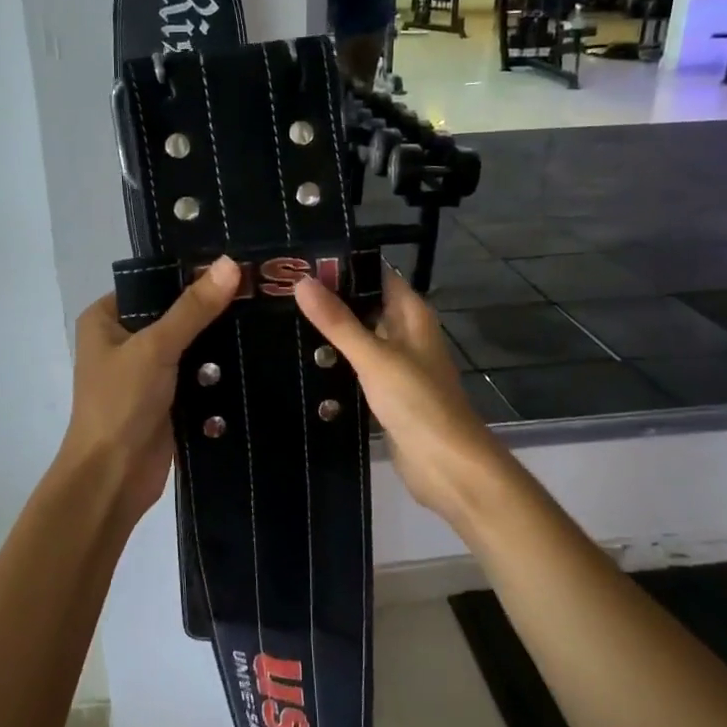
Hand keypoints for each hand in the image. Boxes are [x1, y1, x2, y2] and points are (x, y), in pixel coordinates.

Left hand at [60, 257, 241, 525]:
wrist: (113, 477)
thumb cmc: (121, 403)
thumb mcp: (156, 347)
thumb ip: (193, 308)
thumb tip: (230, 263)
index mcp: (106, 318)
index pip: (153, 283)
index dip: (191, 273)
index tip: (237, 263)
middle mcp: (124, 340)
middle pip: (175, 314)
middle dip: (212, 308)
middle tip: (262, 289)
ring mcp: (147, 372)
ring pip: (190, 346)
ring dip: (220, 340)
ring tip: (269, 315)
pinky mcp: (168, 400)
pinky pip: (199, 375)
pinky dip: (221, 370)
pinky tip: (258, 353)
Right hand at [293, 266, 506, 525]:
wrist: (446, 464)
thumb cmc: (417, 402)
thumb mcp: (374, 357)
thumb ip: (338, 322)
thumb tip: (302, 281)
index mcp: (411, 315)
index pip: (376, 275)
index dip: (343, 266)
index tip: (300, 261)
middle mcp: (406, 334)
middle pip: (365, 306)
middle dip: (330, 300)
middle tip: (279, 292)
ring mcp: (397, 365)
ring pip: (359, 339)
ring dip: (330, 334)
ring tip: (280, 321)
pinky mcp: (387, 394)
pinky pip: (357, 369)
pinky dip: (336, 364)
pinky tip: (302, 363)